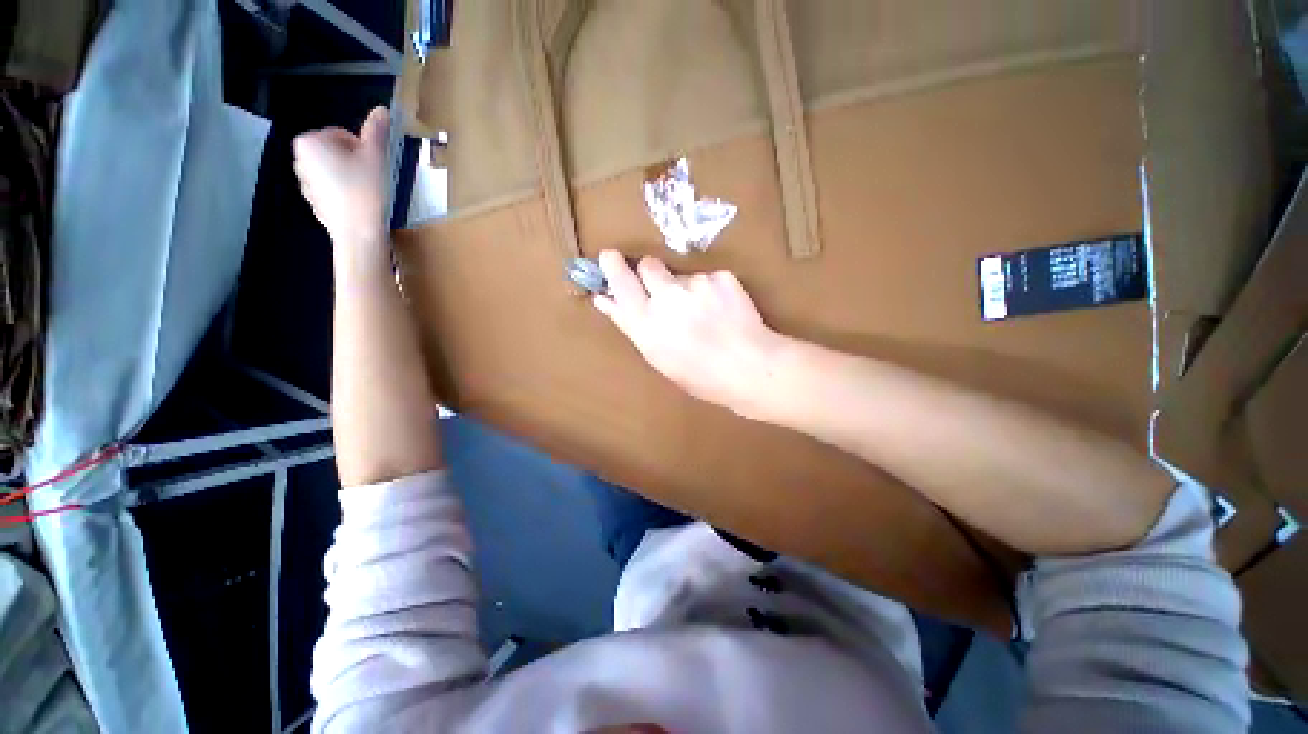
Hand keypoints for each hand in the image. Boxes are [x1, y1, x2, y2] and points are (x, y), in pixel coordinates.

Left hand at [292, 106, 388, 250]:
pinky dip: (343, 193)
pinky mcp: (313, 202)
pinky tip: (357, 204)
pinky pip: (330, 189)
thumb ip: (376, 130)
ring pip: (332, 171)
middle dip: (353, 161)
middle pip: (334, 152)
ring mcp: (304, 183)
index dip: (361, 148)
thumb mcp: (375, 156)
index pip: (341, 135)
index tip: (371, 164)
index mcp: (310, 142)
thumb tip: (381, 109)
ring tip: (365, 192)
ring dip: (349, 177)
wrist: (358, 232)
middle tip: (370, 177)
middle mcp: (300, 159)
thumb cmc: (365, 190)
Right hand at [592, 250, 789, 418]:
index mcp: (646, 323)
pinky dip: (710, 291)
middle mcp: (666, 298)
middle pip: (647, 264)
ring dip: (684, 288)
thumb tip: (605, 299)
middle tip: (663, 291)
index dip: (613, 267)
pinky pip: (707, 278)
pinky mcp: (721, 276)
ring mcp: (695, 284)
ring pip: (680, 275)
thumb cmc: (699, 375)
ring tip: (703, 314)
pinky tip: (722, 312)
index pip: (619, 282)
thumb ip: (630, 324)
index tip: (610, 258)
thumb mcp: (657, 356)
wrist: (751, 368)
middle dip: (650, 274)